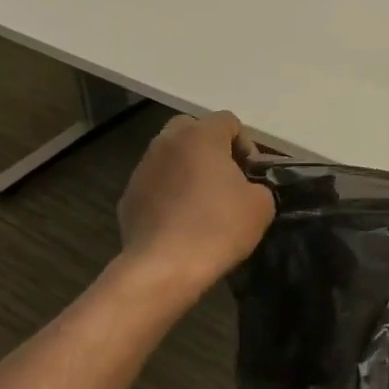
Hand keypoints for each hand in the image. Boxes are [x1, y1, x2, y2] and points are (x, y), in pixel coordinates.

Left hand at [117, 112, 274, 298]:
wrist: (165, 267)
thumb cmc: (218, 227)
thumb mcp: (261, 206)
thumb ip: (259, 185)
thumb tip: (248, 189)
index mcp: (200, 136)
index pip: (228, 121)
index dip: (246, 143)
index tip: (251, 173)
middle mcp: (166, 143)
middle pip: (192, 129)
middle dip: (210, 148)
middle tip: (225, 179)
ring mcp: (142, 169)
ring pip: (169, 156)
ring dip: (186, 170)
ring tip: (201, 203)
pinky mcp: (128, 197)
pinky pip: (155, 185)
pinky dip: (168, 194)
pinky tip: (180, 222)